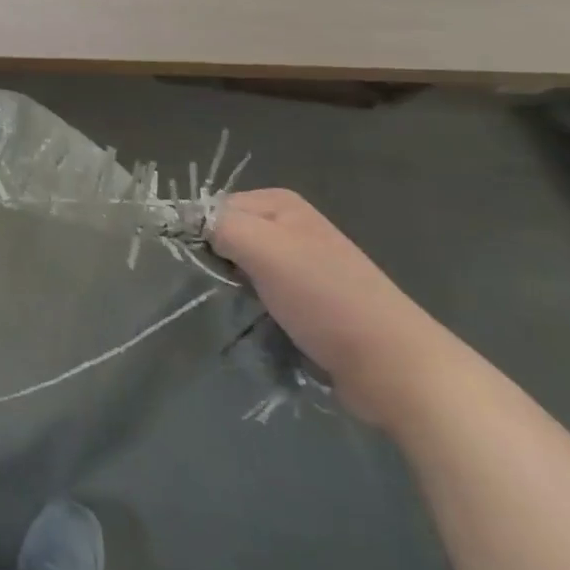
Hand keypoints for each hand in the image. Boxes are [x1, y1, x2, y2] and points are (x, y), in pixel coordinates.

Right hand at [212, 189, 459, 427]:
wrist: (393, 366)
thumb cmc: (325, 298)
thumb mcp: (264, 248)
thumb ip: (216, 224)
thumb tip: (176, 218)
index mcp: (279, 203)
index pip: (211, 207)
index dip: (196, 233)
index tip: (192, 263)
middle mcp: (290, 226)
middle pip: (224, 237)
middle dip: (213, 262)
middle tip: (213, 289)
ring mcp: (300, 265)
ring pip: (238, 269)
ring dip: (229, 289)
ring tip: (231, 310)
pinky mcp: (306, 302)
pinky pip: (258, 296)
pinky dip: (249, 309)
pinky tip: (251, 323)